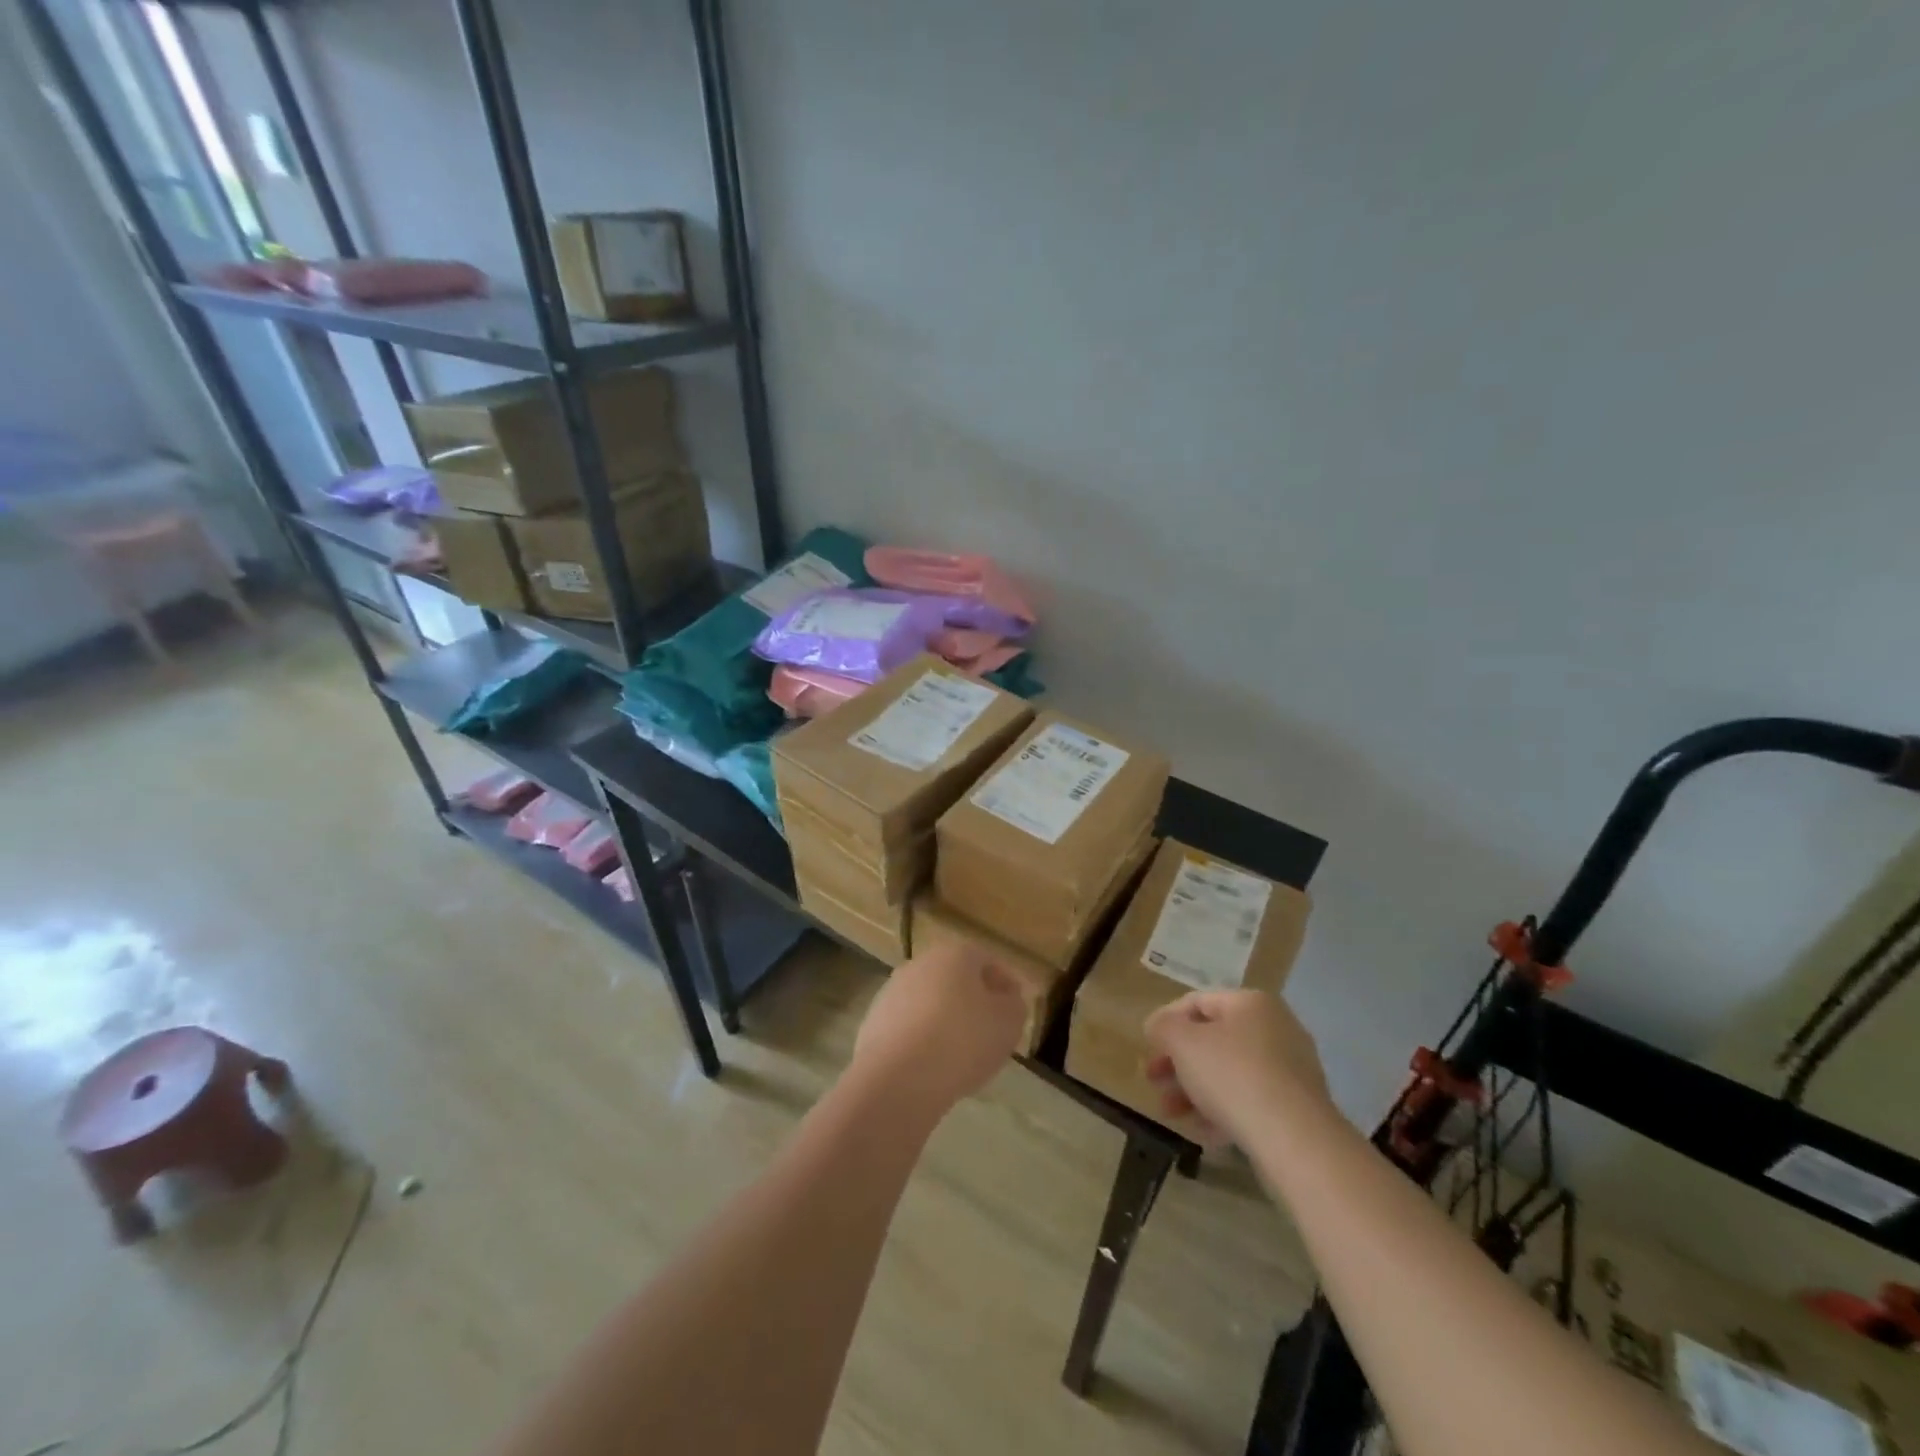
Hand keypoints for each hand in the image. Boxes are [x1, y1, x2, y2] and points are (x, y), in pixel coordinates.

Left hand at [849, 940, 1027, 1116]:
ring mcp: (892, 991)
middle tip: (990, 1030)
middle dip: (973, 1000)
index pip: (987, 960)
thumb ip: (1014, 1004)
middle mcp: (920, 964)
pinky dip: (922, 1039)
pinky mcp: (874, 1022)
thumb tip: (1006, 998)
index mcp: (954, 954)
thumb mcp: (1008, 1023)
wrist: (898, 1078)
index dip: (1005, 983)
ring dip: (946, 1019)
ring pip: (930, 1002)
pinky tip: (932, 1065)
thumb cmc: (962, 1041)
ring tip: (962, 1053)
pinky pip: (909, 1026)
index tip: (1015, 1009)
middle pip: (955, 978)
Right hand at [1144, 989, 1330, 1144]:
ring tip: (1172, 1113)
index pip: (1197, 1002)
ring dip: (1195, 1090)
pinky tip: (1203, 1133)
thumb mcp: (1182, 1042)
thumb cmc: (1233, 1075)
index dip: (1166, 1022)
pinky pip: (1251, 1101)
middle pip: (1213, 1040)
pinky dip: (1224, 1111)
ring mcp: (1291, 1069)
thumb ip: (1163, 1027)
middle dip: (1178, 1062)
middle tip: (1154, 1082)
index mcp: (1251, 1003)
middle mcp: (1276, 1028)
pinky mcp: (1298, 1107)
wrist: (1295, 1140)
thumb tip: (1158, 1027)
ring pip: (1230, 1073)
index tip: (1147, 1049)